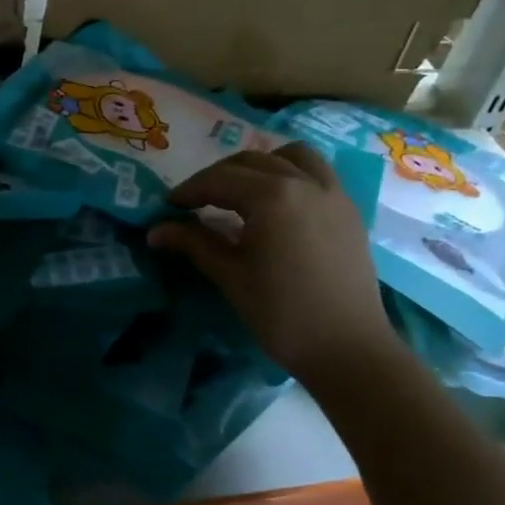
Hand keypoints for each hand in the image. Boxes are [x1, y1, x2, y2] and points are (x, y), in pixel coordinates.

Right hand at [148, 143, 394, 378]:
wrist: (347, 348)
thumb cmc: (281, 314)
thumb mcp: (230, 276)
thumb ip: (194, 244)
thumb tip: (155, 231)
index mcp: (271, 197)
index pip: (219, 180)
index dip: (189, 190)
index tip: (167, 206)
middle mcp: (304, 182)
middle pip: (251, 161)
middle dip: (218, 176)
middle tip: (196, 201)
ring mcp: (332, 193)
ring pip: (291, 156)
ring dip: (260, 164)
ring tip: (241, 189)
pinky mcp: (349, 210)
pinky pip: (318, 172)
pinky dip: (292, 172)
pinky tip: (279, 201)